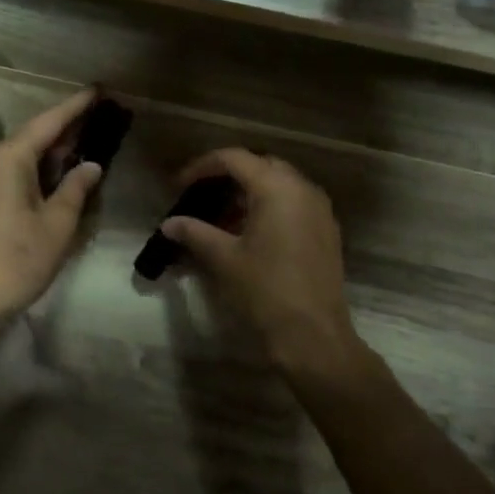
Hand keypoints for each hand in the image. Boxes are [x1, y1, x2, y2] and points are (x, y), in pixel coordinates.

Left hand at [0, 88, 104, 329]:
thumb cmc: (17, 260)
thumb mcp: (57, 224)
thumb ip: (76, 188)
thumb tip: (90, 165)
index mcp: (10, 158)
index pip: (49, 122)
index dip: (75, 107)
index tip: (98, 90)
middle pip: (35, 135)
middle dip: (67, 126)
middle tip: (100, 114)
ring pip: (24, 153)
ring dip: (54, 148)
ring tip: (86, 138)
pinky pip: (14, 169)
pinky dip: (39, 166)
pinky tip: (59, 171)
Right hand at [159, 148, 358, 360]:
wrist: (314, 335)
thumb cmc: (266, 290)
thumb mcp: (224, 259)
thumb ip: (194, 232)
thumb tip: (169, 223)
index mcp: (277, 188)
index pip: (235, 158)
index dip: (202, 167)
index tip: (179, 185)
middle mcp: (303, 189)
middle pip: (260, 165)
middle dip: (228, 175)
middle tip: (201, 194)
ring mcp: (319, 210)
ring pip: (279, 184)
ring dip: (249, 192)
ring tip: (220, 216)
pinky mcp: (326, 231)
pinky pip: (294, 203)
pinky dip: (269, 207)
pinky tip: (248, 232)